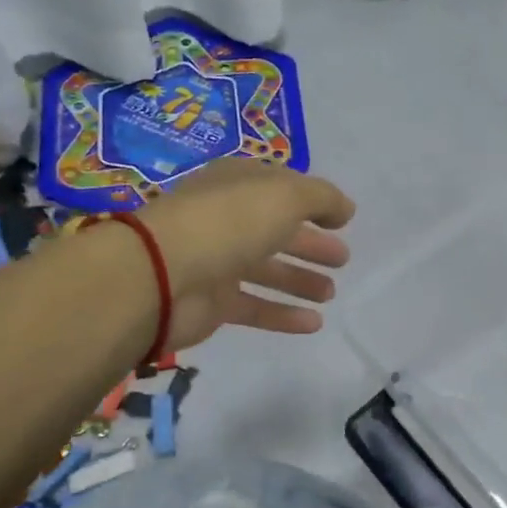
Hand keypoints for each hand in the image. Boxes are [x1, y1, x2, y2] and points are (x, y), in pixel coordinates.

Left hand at [134, 159, 355, 350]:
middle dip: (310, 244)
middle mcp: (226, 220)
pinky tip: (314, 323)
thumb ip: (322, 198)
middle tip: (342, 259)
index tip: (342, 220)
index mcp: (237, 184)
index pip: (280, 188)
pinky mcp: (212, 303)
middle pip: (276, 231)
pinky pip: (255, 307)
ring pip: (266, 270)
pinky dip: (284, 314)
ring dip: (299, 280)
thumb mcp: (286, 196)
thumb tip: (345, 209)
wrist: (161, 276)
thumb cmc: (228, 222)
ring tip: (330, 293)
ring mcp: (216, 262)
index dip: (312, 201)